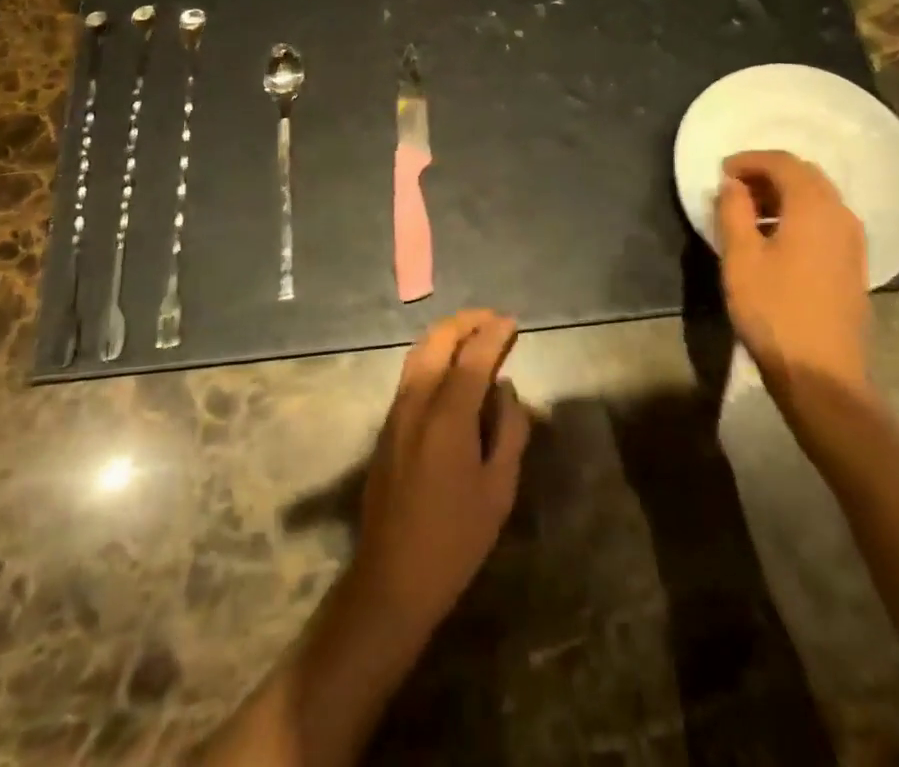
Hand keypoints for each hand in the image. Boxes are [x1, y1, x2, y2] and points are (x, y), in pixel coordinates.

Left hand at [352, 310, 530, 635]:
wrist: (392, 578)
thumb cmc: (455, 538)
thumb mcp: (498, 489)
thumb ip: (508, 431)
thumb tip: (506, 389)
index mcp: (447, 416)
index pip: (473, 357)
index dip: (493, 334)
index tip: (511, 322)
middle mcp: (416, 402)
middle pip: (438, 341)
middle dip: (466, 323)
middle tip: (493, 321)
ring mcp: (396, 412)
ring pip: (419, 353)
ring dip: (446, 335)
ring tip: (474, 335)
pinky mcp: (387, 426)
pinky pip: (410, 373)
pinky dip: (432, 354)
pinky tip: (450, 367)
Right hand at [718, 151, 872, 419]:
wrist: (822, 374)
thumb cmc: (774, 310)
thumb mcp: (740, 258)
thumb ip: (733, 211)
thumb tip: (732, 184)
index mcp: (814, 207)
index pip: (783, 163)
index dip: (750, 160)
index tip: (721, 172)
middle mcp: (841, 215)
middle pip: (805, 176)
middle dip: (767, 174)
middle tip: (733, 188)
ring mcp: (852, 241)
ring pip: (817, 198)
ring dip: (783, 195)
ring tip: (748, 213)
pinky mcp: (852, 264)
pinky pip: (825, 221)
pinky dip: (798, 215)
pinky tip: (774, 238)